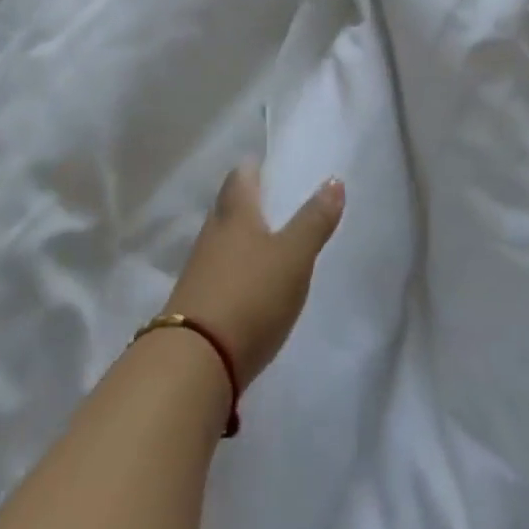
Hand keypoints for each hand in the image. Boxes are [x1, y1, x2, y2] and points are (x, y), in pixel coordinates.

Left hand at [161, 163, 345, 385]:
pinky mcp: (195, 305)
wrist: (195, 363)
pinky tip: (251, 282)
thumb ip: (314, 220)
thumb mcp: (294, 256)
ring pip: (222, 241)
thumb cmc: (250, 295)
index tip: (269, 164)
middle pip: (229, 207)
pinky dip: (235, 270)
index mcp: (235, 213)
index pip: (241, 176)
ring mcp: (199, 270)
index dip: (255, 167)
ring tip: (268, 241)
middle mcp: (212, 234)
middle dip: (248, 201)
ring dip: (241, 238)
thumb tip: (334, 179)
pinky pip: (218, 273)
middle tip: (274, 200)